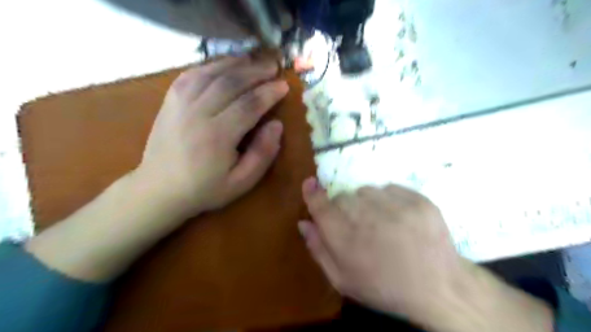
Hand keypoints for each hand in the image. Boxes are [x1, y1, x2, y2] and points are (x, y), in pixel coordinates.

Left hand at [136, 55, 288, 216]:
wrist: (159, 189)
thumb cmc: (205, 189)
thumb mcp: (241, 182)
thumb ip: (262, 154)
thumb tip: (277, 125)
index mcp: (218, 136)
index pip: (249, 105)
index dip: (269, 92)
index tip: (284, 85)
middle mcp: (198, 113)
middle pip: (231, 83)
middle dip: (256, 72)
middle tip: (273, 67)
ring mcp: (180, 104)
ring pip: (211, 73)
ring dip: (235, 64)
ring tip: (253, 60)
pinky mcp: (170, 101)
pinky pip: (191, 74)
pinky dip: (210, 66)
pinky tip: (223, 65)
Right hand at [298, 179, 463, 318]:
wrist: (438, 288)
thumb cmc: (385, 288)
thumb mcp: (344, 280)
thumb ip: (319, 249)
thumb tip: (304, 222)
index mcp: (347, 242)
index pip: (321, 207)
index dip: (313, 194)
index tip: (309, 183)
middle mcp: (369, 219)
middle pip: (343, 197)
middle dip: (343, 208)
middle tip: (356, 225)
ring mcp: (397, 208)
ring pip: (365, 191)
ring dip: (365, 203)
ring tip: (379, 222)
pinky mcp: (418, 201)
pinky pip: (389, 188)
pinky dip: (387, 199)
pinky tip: (397, 217)